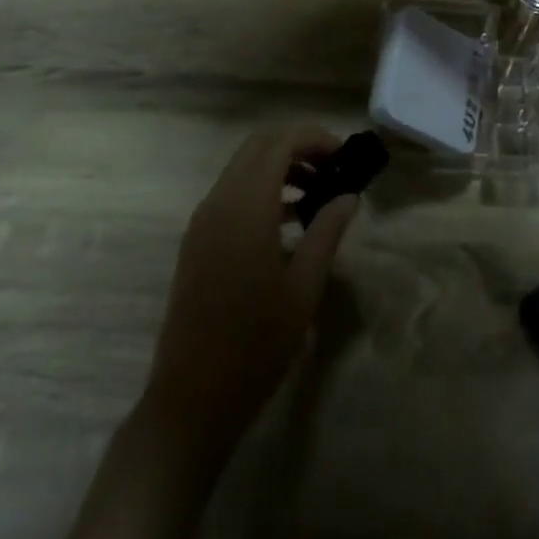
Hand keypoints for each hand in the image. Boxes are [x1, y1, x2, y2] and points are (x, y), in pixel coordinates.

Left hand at [145, 124, 358, 442]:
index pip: (281, 142)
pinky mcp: (197, 239)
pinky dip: (262, 187)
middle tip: (333, 168)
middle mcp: (220, 200)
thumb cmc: (255, 345)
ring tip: (317, 193)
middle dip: (298, 145)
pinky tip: (289, 220)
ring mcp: (203, 219)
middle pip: (260, 144)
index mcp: (246, 205)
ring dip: (280, 165)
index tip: (345, 157)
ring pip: (244, 165)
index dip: (315, 138)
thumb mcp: (304, 288)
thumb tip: (348, 196)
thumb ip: (327, 232)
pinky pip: (232, 191)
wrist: (190, 400)